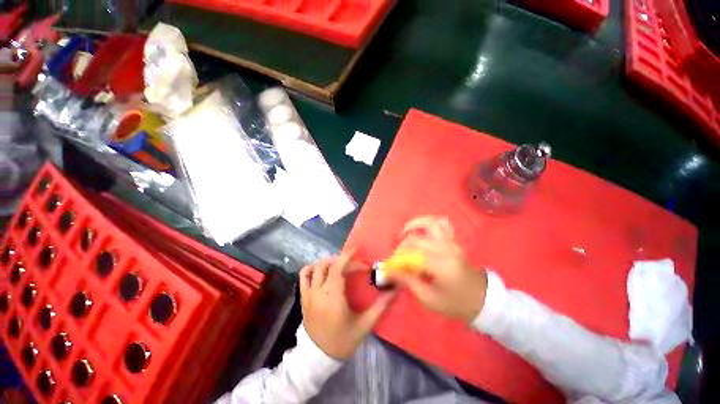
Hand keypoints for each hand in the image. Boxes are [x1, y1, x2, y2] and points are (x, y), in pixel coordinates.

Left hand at [300, 250, 395, 359]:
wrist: (317, 358)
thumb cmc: (342, 341)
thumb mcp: (364, 326)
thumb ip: (380, 307)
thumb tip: (395, 291)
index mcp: (333, 298)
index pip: (337, 269)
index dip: (347, 257)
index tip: (357, 251)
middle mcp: (318, 292)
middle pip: (328, 265)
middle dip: (343, 260)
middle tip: (355, 266)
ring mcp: (308, 294)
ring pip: (315, 267)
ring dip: (329, 262)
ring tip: (340, 266)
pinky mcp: (303, 297)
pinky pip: (304, 275)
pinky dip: (312, 268)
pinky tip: (322, 271)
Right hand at [390, 216, 487, 322]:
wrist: (481, 299)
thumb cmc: (454, 303)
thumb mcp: (428, 299)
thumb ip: (408, 281)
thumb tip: (390, 270)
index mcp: (442, 266)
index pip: (413, 254)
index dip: (399, 258)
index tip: (392, 266)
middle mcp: (447, 249)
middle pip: (417, 239)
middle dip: (402, 246)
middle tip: (398, 256)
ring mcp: (452, 242)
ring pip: (430, 222)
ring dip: (414, 225)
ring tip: (404, 233)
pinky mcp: (454, 240)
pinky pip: (441, 223)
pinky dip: (428, 222)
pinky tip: (420, 230)